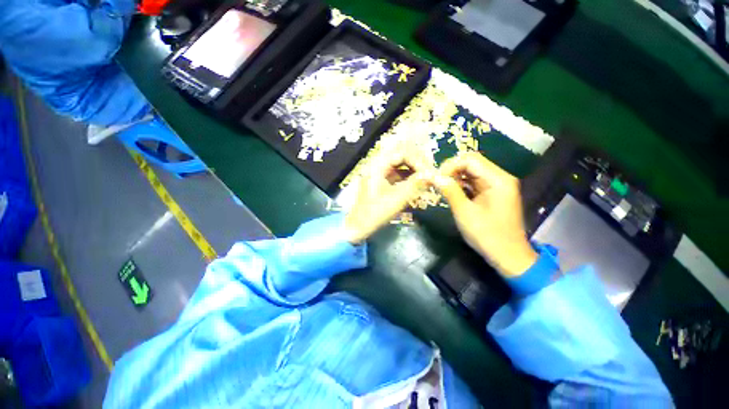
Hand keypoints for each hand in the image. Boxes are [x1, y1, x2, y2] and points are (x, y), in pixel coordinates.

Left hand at [344, 151, 431, 243]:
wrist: (358, 226)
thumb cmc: (374, 213)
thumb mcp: (396, 199)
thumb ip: (415, 185)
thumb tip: (433, 175)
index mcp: (378, 165)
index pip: (403, 152)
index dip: (419, 161)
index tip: (429, 174)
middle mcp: (379, 164)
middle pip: (402, 154)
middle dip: (418, 162)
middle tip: (430, 174)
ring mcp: (380, 172)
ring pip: (402, 163)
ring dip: (415, 169)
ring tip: (426, 179)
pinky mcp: (383, 180)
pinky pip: (399, 173)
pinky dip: (409, 176)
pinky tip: (418, 184)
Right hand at [432, 153, 536, 277]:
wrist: (508, 256)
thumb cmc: (487, 235)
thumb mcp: (464, 212)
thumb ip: (449, 191)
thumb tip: (433, 176)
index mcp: (497, 180)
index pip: (470, 159)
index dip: (450, 166)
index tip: (436, 179)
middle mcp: (499, 178)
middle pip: (471, 163)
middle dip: (451, 171)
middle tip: (436, 183)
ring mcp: (497, 185)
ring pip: (471, 172)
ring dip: (454, 178)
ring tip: (441, 189)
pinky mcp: (492, 193)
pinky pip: (474, 182)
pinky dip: (461, 185)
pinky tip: (451, 193)